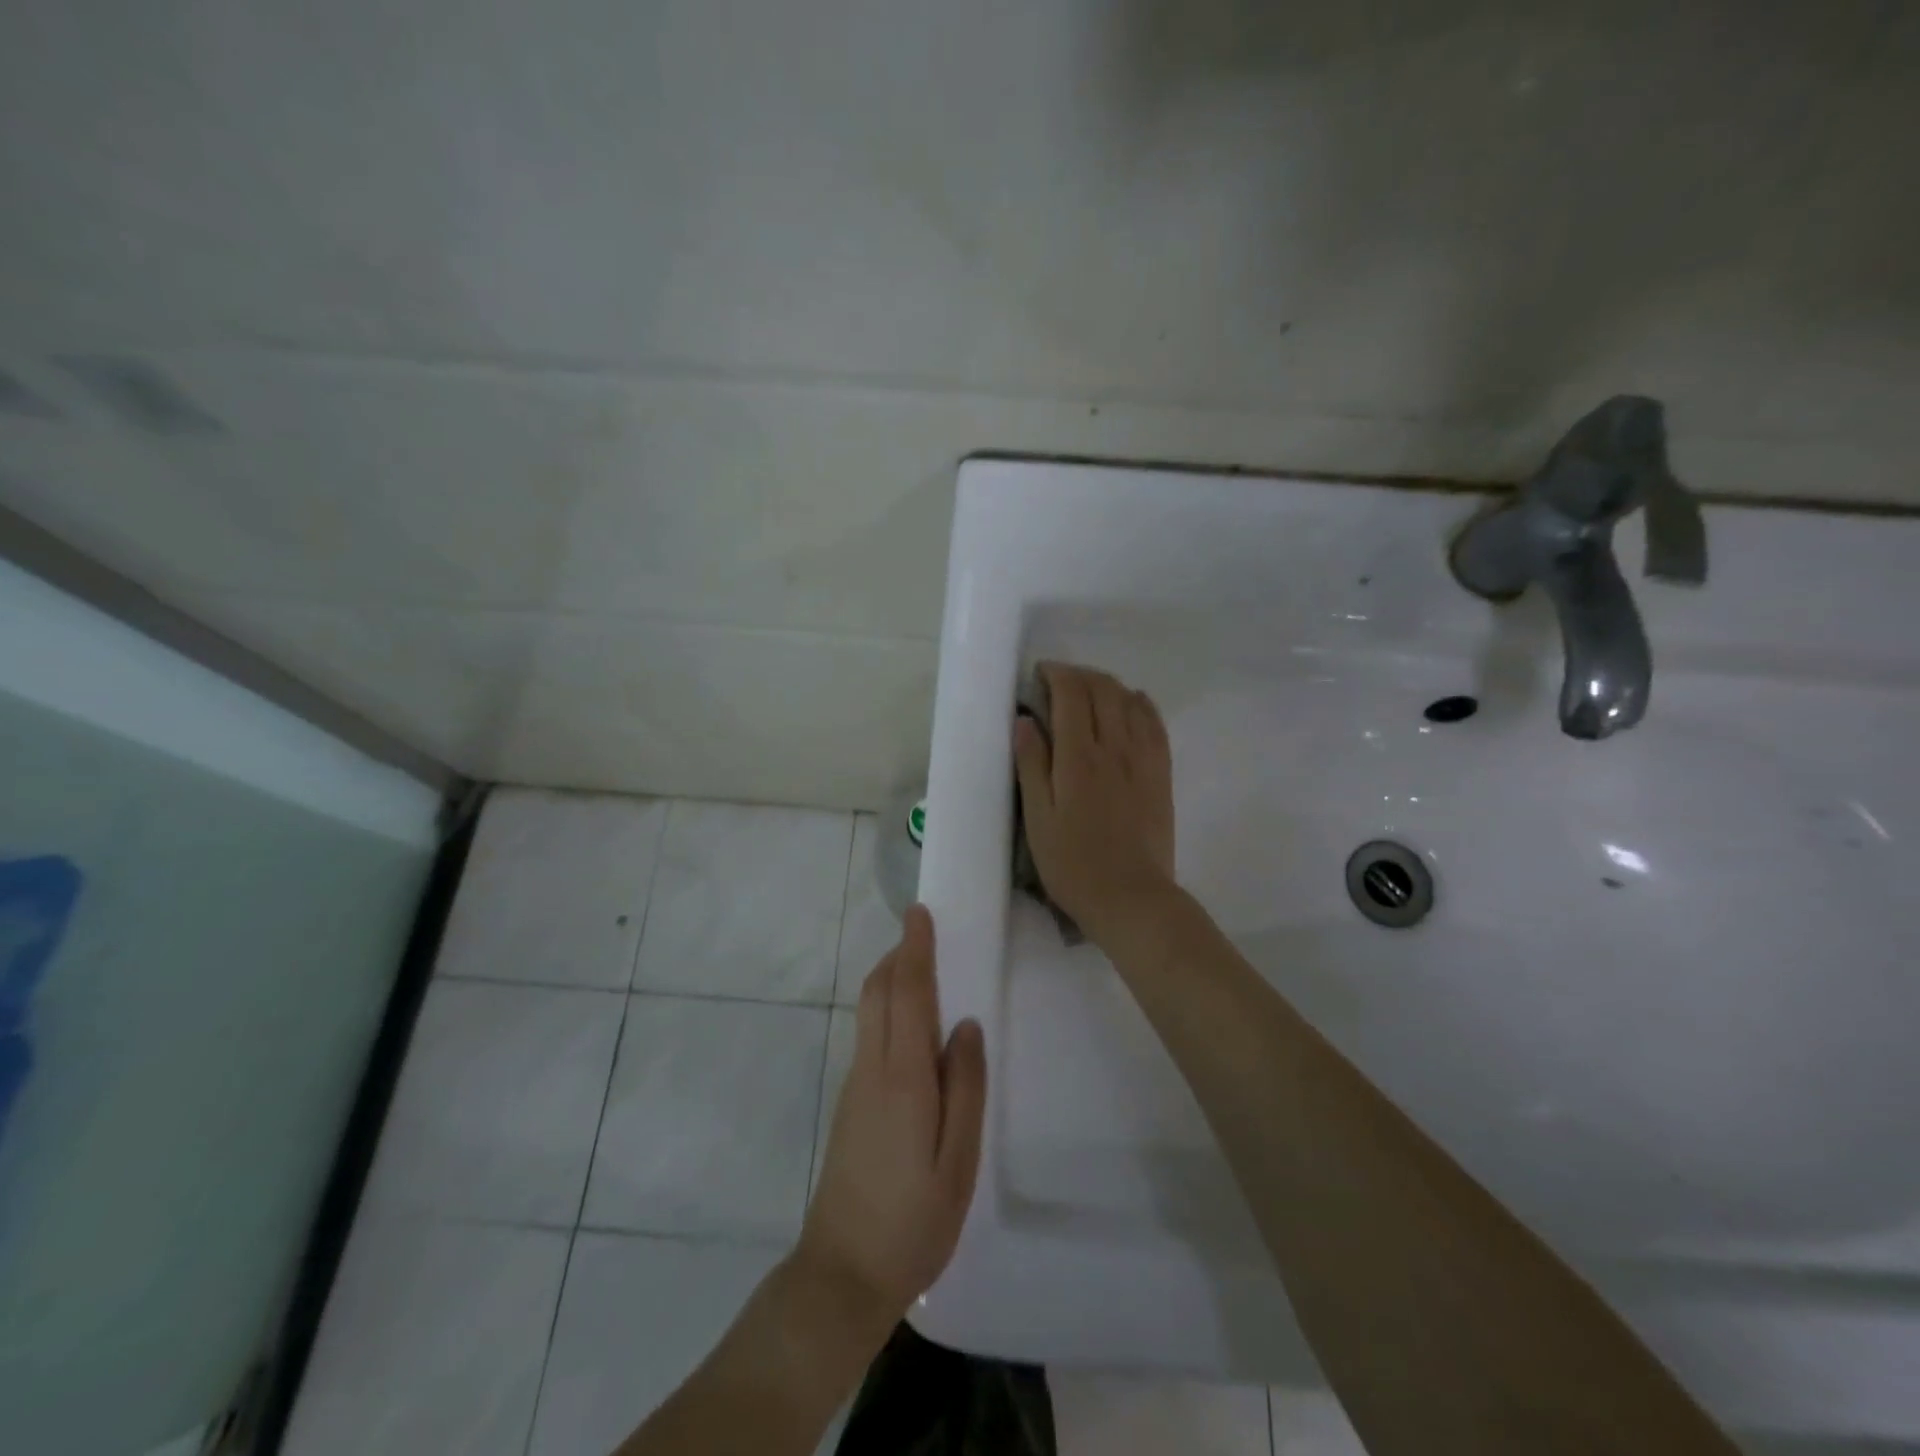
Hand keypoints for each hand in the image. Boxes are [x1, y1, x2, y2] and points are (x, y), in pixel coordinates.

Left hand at [795, 905, 985, 1341]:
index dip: (915, 950)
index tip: (919, 913)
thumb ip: (965, 1089)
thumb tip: (966, 1026)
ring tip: (921, 965)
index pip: (908, 994)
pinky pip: (870, 1035)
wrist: (841, 1274)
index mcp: (903, 1077)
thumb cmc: (913, 1221)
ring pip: (870, 1012)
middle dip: (898, 955)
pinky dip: (887, 1007)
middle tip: (922, 930)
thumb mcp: (957, 1161)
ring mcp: (855, 1086)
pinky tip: (910, 1024)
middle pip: (878, 993)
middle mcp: (872, 1069)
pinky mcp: (850, 1104)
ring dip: (891, 978)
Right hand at [1013, 661, 1176, 950]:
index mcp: (1079, 758)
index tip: (1039, 674)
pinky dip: (1141, 704)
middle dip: (1079, 675)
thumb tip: (1024, 719)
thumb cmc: (1073, 864)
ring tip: (1089, 691)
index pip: (1072, 694)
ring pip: (1130, 701)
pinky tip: (1132, 703)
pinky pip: (1155, 723)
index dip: (1056, 674)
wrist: (1131, 898)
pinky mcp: (1161, 773)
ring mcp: (1143, 759)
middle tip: (1059, 682)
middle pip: (1103, 689)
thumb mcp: (1038, 819)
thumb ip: (1031, 765)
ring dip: (1108, 685)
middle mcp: (1115, 748)